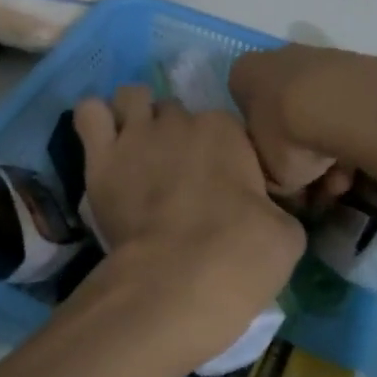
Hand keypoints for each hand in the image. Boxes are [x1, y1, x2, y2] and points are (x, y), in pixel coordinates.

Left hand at [69, 85, 303, 374]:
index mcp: (228, 131)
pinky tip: (102, 141)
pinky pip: (89, 113)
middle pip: (175, 112)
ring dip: (134, 114)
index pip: (223, 127)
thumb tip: (268, 212)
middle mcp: (181, 120)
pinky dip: (95, 120)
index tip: (219, 187)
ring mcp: (138, 134)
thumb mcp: (287, 234)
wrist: (180, 279)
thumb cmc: (241, 256)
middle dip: (175, 135)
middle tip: (174, 174)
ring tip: (136, 146)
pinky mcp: (101, 157)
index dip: (220, 154)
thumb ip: (274, 207)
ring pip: (131, 97)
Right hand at [228, 44, 376, 196]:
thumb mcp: (268, 173)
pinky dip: (351, 134)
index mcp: (243, 75)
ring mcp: (318, 57)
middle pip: (284, 111)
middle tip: (314, 183)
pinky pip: (346, 108)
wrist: (344, 105)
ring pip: (318, 111)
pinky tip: (361, 163)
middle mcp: (276, 58)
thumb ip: (270, 178)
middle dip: (299, 149)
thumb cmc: (287, 136)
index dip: (260, 145)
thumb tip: (284, 186)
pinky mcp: (356, 65)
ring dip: (328, 150)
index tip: (276, 169)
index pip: (244, 110)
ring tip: (342, 181)